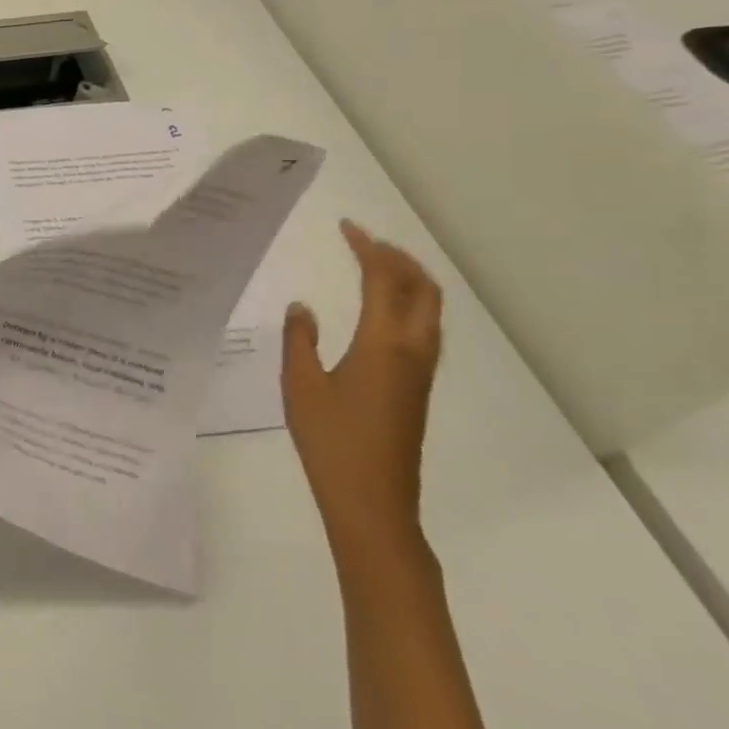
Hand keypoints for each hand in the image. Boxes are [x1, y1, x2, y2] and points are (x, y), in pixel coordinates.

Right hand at [282, 220, 442, 563]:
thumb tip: (303, 307)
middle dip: (399, 258)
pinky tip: (380, 310)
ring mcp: (420, 371)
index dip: (367, 248)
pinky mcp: (417, 387)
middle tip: (364, 242)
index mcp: (383, 343)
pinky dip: (408, 303)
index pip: (384, 280)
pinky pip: (423, 328)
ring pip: (429, 310)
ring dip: (408, 279)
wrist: (372, 501)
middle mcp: (412, 350)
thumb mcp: (301, 384)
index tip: (346, 227)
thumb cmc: (332, 440)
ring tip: (375, 265)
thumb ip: (300, 339)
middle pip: (423, 289)